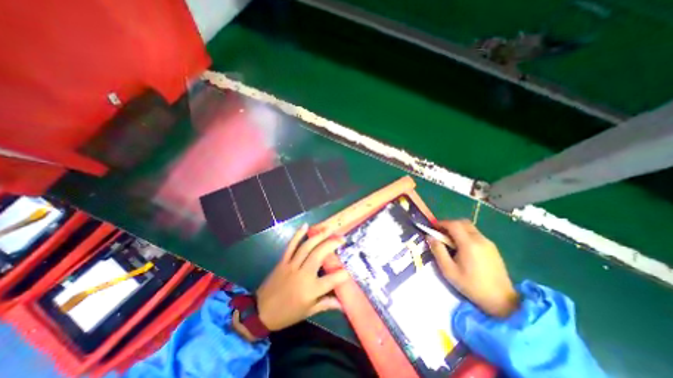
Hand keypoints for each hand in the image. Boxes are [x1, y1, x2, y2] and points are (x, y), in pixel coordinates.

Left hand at [252, 224, 346, 329]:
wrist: (260, 312)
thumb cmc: (287, 314)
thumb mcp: (308, 311)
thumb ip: (326, 304)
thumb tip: (342, 304)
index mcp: (310, 290)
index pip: (331, 280)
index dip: (342, 274)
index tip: (349, 269)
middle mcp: (303, 274)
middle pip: (319, 254)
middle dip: (332, 244)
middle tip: (342, 238)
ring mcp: (292, 265)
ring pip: (307, 247)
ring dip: (319, 236)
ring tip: (329, 229)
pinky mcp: (283, 260)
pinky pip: (291, 245)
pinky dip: (298, 234)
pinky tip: (306, 225)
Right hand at [426, 220, 519, 317]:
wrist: (502, 301)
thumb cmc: (471, 285)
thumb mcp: (449, 270)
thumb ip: (438, 251)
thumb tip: (430, 237)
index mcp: (469, 244)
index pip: (454, 224)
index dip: (441, 223)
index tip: (433, 228)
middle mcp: (480, 239)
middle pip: (463, 222)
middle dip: (449, 224)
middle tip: (441, 233)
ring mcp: (488, 243)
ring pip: (470, 228)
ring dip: (458, 229)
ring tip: (450, 242)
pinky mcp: (493, 248)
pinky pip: (476, 234)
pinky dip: (466, 235)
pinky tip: (463, 248)